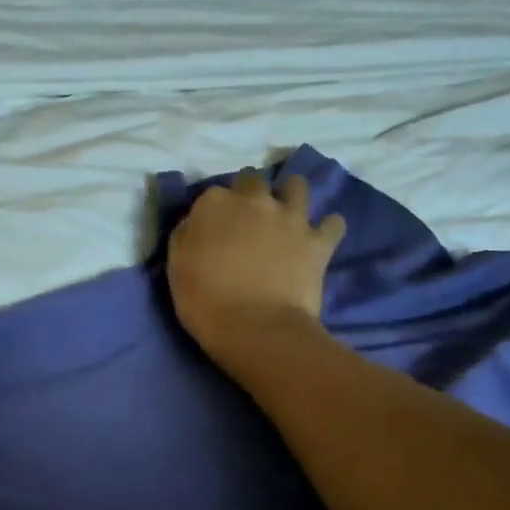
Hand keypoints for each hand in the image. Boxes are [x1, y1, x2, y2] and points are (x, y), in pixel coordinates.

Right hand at [168, 169, 346, 359]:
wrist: (255, 328)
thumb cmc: (205, 301)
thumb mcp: (177, 266)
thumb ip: (185, 235)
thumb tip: (195, 224)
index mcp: (215, 204)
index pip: (212, 194)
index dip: (213, 212)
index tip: (212, 229)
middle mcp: (255, 200)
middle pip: (252, 180)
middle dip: (249, 193)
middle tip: (246, 218)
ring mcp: (291, 218)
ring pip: (296, 186)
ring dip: (290, 195)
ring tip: (285, 214)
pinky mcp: (318, 241)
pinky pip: (333, 223)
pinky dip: (328, 227)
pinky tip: (319, 237)